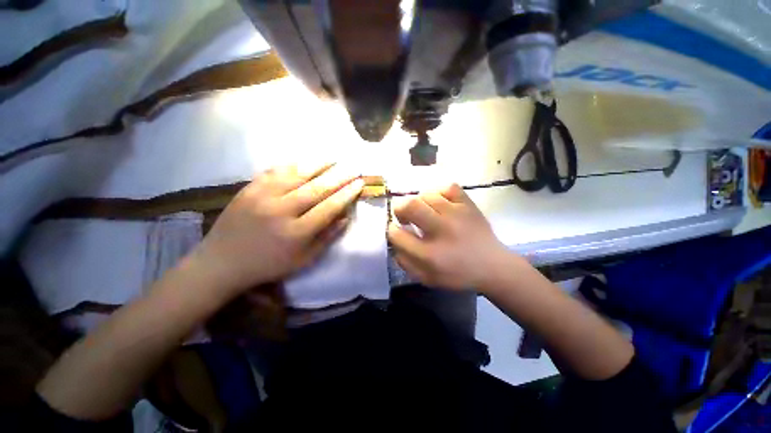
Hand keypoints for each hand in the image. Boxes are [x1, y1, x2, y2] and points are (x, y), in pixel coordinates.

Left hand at [191, 163, 363, 296]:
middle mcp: (281, 211)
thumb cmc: (268, 265)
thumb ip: (327, 238)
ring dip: (319, 165)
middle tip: (353, 167)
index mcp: (296, 233)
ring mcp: (262, 197)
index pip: (329, 207)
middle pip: (317, 188)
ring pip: (297, 175)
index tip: (359, 183)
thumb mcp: (303, 260)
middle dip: (339, 176)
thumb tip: (346, 217)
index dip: (347, 194)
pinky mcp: (249, 189)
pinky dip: (294, 164)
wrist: (222, 262)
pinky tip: (306, 161)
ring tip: (334, 159)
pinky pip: (275, 171)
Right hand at [387, 184, 515, 290]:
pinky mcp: (469, 205)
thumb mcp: (427, 278)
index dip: (391, 230)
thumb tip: (394, 239)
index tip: (396, 229)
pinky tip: (439, 203)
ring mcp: (457, 214)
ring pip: (426, 195)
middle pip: (410, 206)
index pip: (397, 234)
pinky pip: (448, 187)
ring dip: (418, 202)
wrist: (493, 266)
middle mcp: (441, 231)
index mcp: (429, 255)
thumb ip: (405, 262)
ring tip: (424, 211)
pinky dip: (438, 192)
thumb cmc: (458, 274)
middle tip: (405, 216)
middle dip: (399, 209)